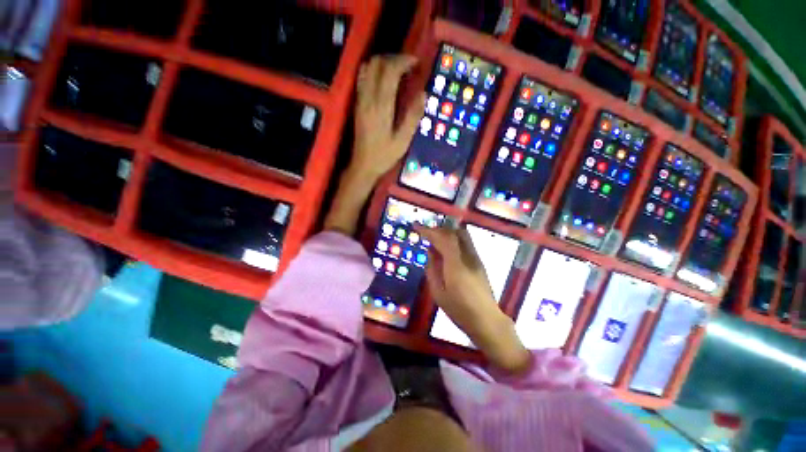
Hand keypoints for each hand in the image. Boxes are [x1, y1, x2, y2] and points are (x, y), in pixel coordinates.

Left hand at [324, 55, 422, 235]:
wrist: (363, 165)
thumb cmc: (384, 156)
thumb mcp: (403, 141)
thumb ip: (412, 117)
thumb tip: (423, 94)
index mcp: (381, 106)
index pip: (390, 71)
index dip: (404, 61)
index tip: (417, 63)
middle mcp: (368, 98)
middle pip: (377, 63)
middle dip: (395, 58)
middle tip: (409, 66)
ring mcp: (360, 99)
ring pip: (368, 67)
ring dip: (384, 63)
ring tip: (398, 71)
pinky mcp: (357, 103)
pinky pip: (363, 77)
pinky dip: (374, 71)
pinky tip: (384, 80)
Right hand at [416, 226, 530, 374]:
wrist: (487, 320)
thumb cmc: (459, 310)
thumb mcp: (438, 292)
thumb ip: (432, 268)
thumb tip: (430, 251)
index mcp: (456, 265)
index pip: (442, 239)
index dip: (428, 230)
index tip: (416, 226)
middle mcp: (468, 256)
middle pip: (453, 233)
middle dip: (437, 230)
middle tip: (425, 234)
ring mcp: (476, 258)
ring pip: (461, 235)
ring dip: (447, 233)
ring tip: (435, 239)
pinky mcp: (479, 261)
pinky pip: (465, 242)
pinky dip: (453, 239)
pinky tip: (446, 248)